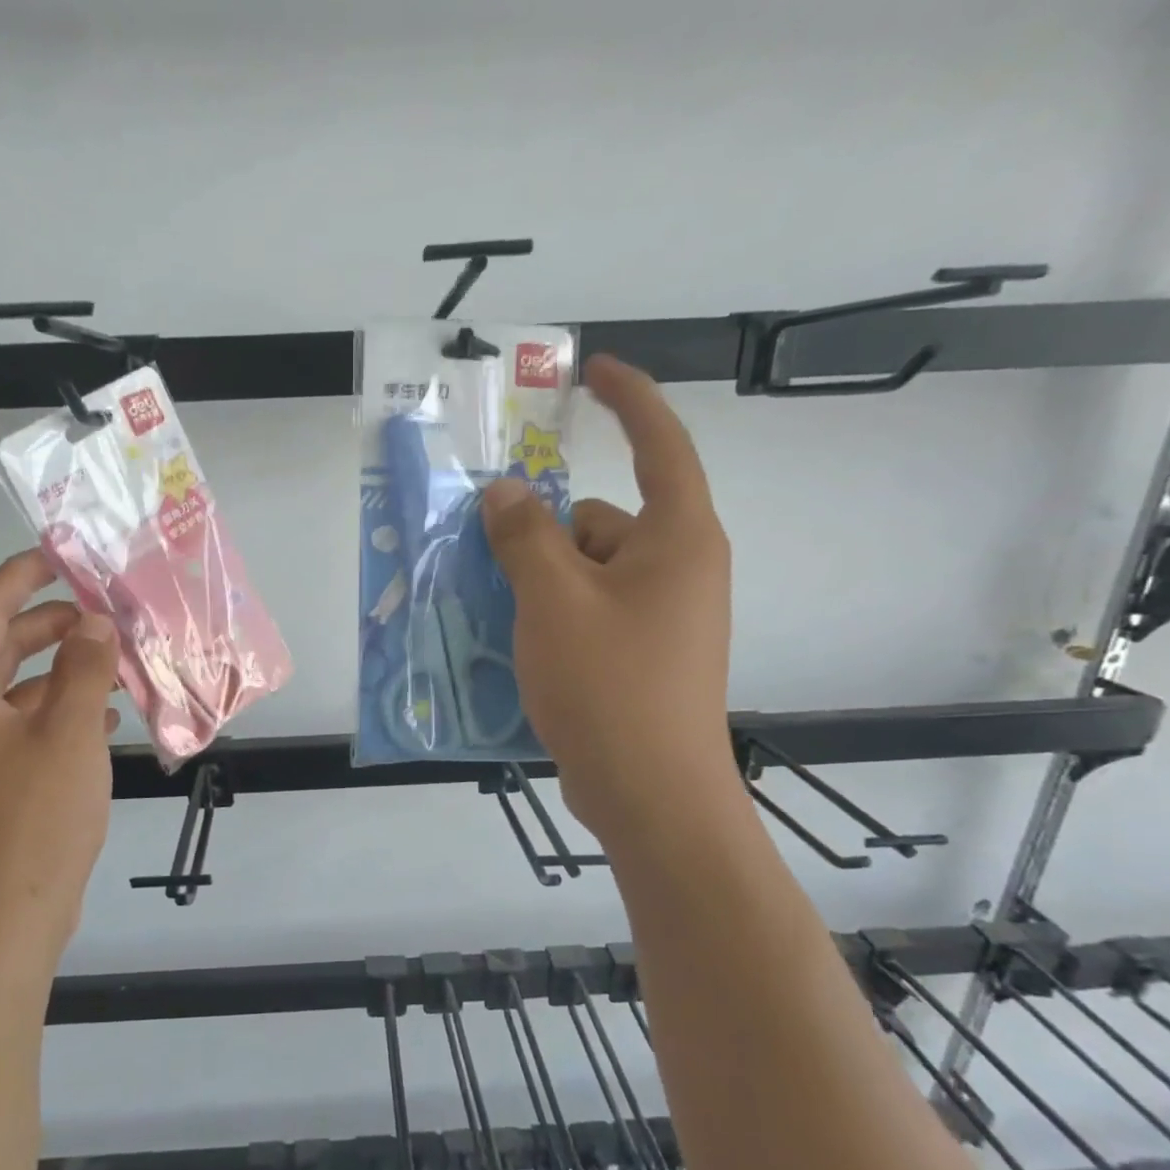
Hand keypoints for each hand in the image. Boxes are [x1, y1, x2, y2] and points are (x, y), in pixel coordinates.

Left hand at [0, 550, 118, 957]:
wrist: (4, 921)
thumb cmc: (33, 819)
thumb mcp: (70, 733)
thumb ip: (85, 669)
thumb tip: (94, 621)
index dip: (21, 578)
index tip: (58, 554)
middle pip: (0, 648)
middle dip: (51, 625)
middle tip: (103, 610)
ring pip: (19, 689)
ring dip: (65, 671)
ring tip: (117, 660)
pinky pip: (28, 726)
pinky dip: (64, 711)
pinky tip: (107, 715)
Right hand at [481, 354, 736, 841]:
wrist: (652, 797)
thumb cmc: (610, 685)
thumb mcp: (554, 600)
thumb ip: (524, 536)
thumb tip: (506, 493)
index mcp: (678, 539)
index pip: (661, 444)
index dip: (629, 399)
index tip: (593, 372)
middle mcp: (679, 569)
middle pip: (603, 521)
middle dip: (547, 533)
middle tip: (490, 556)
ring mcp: (664, 617)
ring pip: (588, 571)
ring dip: (541, 581)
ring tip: (498, 614)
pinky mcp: (644, 655)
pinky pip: (590, 611)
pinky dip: (553, 616)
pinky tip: (518, 647)